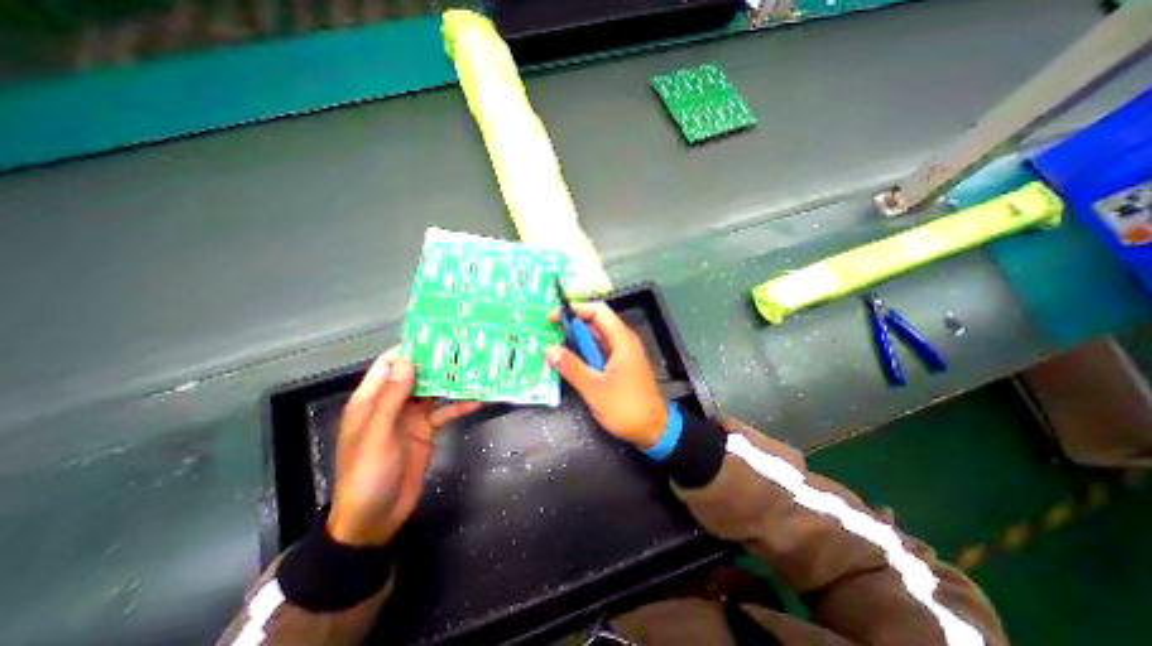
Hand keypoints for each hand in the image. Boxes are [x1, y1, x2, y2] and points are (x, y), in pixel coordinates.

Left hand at [329, 352, 481, 545]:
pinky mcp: (427, 430)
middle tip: (464, 346)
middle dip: (437, 362)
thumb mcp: (377, 434)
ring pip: (434, 391)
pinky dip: (460, 406)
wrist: (376, 519)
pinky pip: (445, 412)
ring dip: (452, 381)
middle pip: (416, 375)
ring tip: (476, 367)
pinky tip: (479, 399)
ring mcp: (412, 417)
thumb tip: (407, 360)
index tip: (435, 335)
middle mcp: (393, 403)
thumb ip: (392, 398)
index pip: (389, 365)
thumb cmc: (367, 475)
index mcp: (372, 400)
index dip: (409, 349)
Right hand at [547, 303, 672, 448]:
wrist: (655, 430)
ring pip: (597, 339)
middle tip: (549, 334)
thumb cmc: (627, 408)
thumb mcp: (594, 389)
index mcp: (622, 340)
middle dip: (572, 326)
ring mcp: (624, 354)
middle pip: (596, 323)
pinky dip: (585, 353)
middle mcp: (624, 342)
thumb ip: (571, 367)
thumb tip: (549, 349)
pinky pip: (601, 352)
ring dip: (577, 341)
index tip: (554, 317)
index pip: (598, 311)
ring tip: (555, 348)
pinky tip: (571, 363)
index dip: (576, 309)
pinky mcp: (622, 366)